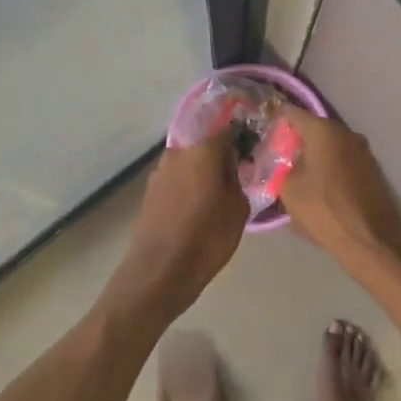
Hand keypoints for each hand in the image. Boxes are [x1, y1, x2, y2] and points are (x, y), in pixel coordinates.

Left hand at [112, 133, 247, 321]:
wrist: (159, 270)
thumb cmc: (206, 238)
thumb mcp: (238, 209)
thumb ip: (237, 180)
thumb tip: (232, 169)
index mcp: (203, 150)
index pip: (227, 130)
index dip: (240, 138)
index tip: (251, 150)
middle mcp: (178, 152)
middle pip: (204, 146)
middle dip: (219, 158)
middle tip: (235, 177)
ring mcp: (160, 171)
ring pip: (189, 164)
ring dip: (201, 173)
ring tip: (215, 196)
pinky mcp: (150, 190)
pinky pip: (176, 180)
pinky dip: (187, 187)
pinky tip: (196, 207)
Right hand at [278, 108, 400, 278]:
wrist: (370, 239)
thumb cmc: (324, 209)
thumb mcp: (288, 189)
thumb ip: (281, 168)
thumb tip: (284, 164)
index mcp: (323, 130)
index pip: (292, 114)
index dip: (276, 122)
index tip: (264, 133)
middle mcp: (346, 133)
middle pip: (314, 130)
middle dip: (296, 142)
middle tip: (278, 157)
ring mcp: (362, 151)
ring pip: (330, 147)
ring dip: (314, 157)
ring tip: (297, 175)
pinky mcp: (372, 171)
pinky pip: (343, 162)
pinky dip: (329, 169)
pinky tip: (318, 188)